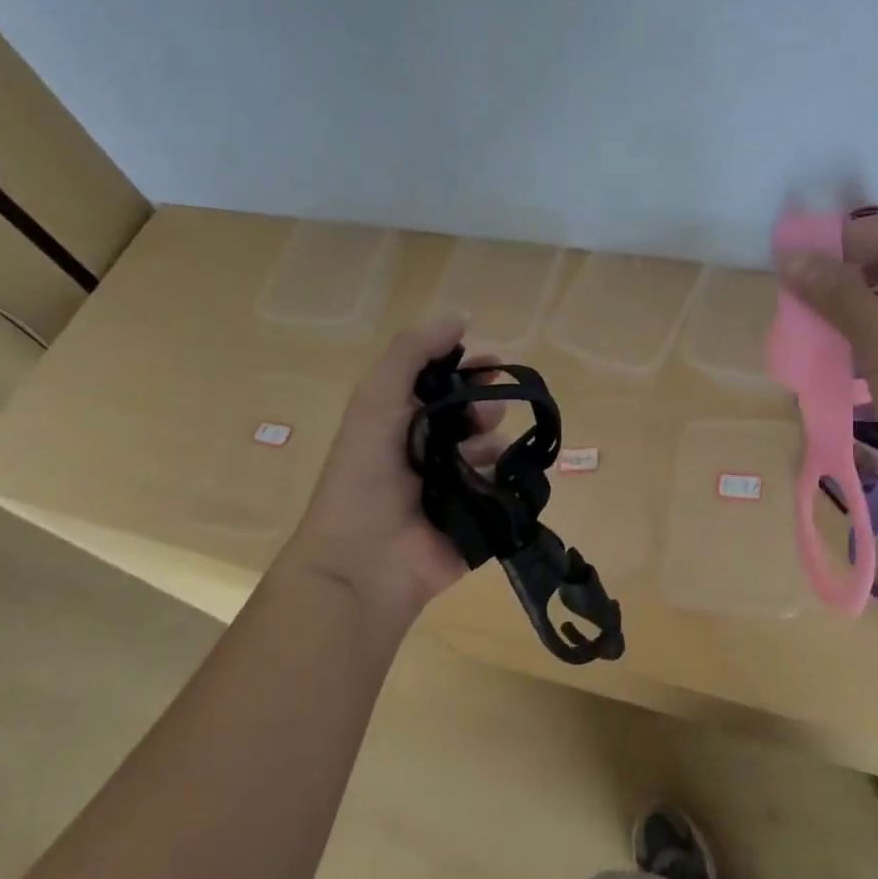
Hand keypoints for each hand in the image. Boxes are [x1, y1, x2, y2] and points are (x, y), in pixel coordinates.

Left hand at [279, 318, 502, 626]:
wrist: (365, 562)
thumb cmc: (365, 477)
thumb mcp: (376, 401)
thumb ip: (410, 354)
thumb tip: (459, 316)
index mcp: (402, 424)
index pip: (444, 386)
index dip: (468, 369)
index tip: (494, 362)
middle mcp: (430, 453)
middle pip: (473, 416)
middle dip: (485, 405)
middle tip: (485, 413)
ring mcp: (456, 489)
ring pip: (493, 453)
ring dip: (498, 443)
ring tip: (488, 450)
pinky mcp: (479, 522)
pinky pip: (506, 492)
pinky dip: (512, 481)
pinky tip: (509, 477)